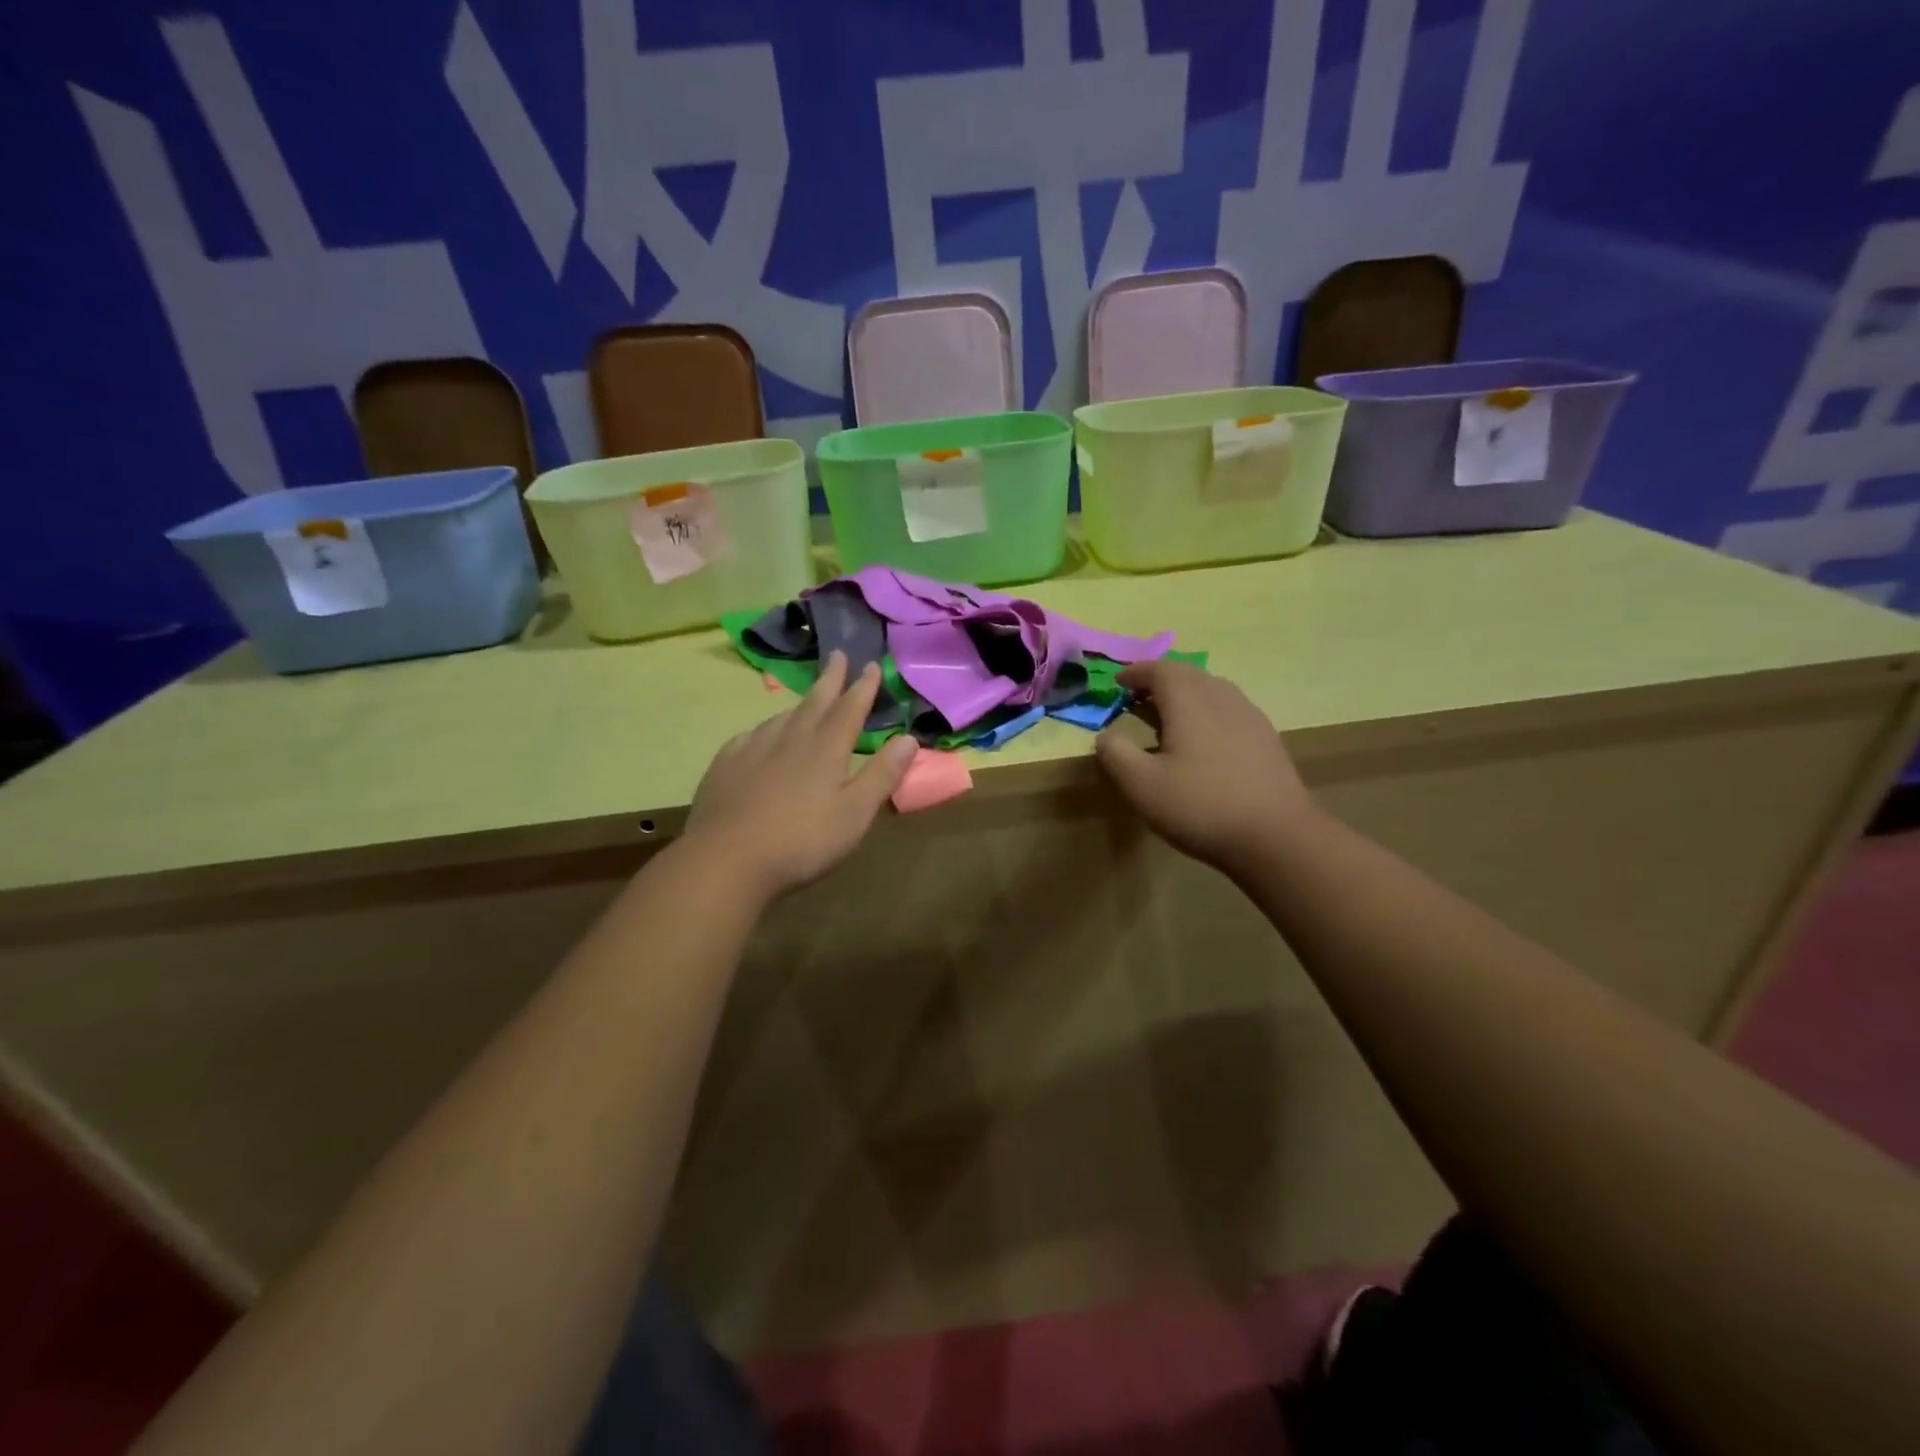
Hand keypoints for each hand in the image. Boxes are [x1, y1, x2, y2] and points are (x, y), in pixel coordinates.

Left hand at [686, 652, 918, 900]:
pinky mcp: (725, 765)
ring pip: (782, 717)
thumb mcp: (856, 813)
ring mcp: (753, 749)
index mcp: (826, 749)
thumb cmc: (803, 841)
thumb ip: (883, 774)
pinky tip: (761, 736)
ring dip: (799, 704)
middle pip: (815, 702)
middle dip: (830, 679)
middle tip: (837, 655)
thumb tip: (909, 738)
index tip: (870, 665)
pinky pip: (751, 736)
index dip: (863, 687)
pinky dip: (765, 729)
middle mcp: (790, 739)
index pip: (850, 709)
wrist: (726, 860)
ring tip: (807, 699)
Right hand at [1094, 658, 1316, 877]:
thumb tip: (1105, 736)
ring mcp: (1250, 717)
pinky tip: (1204, 742)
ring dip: (1186, 696)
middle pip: (1188, 675)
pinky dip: (1208, 713)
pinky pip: (1230, 711)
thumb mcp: (1141, 785)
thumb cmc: (1200, 806)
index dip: (1136, 673)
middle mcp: (1222, 698)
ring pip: (1213, 691)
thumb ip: (1116, 754)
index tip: (1118, 683)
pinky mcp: (1267, 739)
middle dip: (1160, 681)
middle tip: (1138, 699)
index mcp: (1189, 701)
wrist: (1276, 837)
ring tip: (1168, 718)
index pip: (1160, 670)